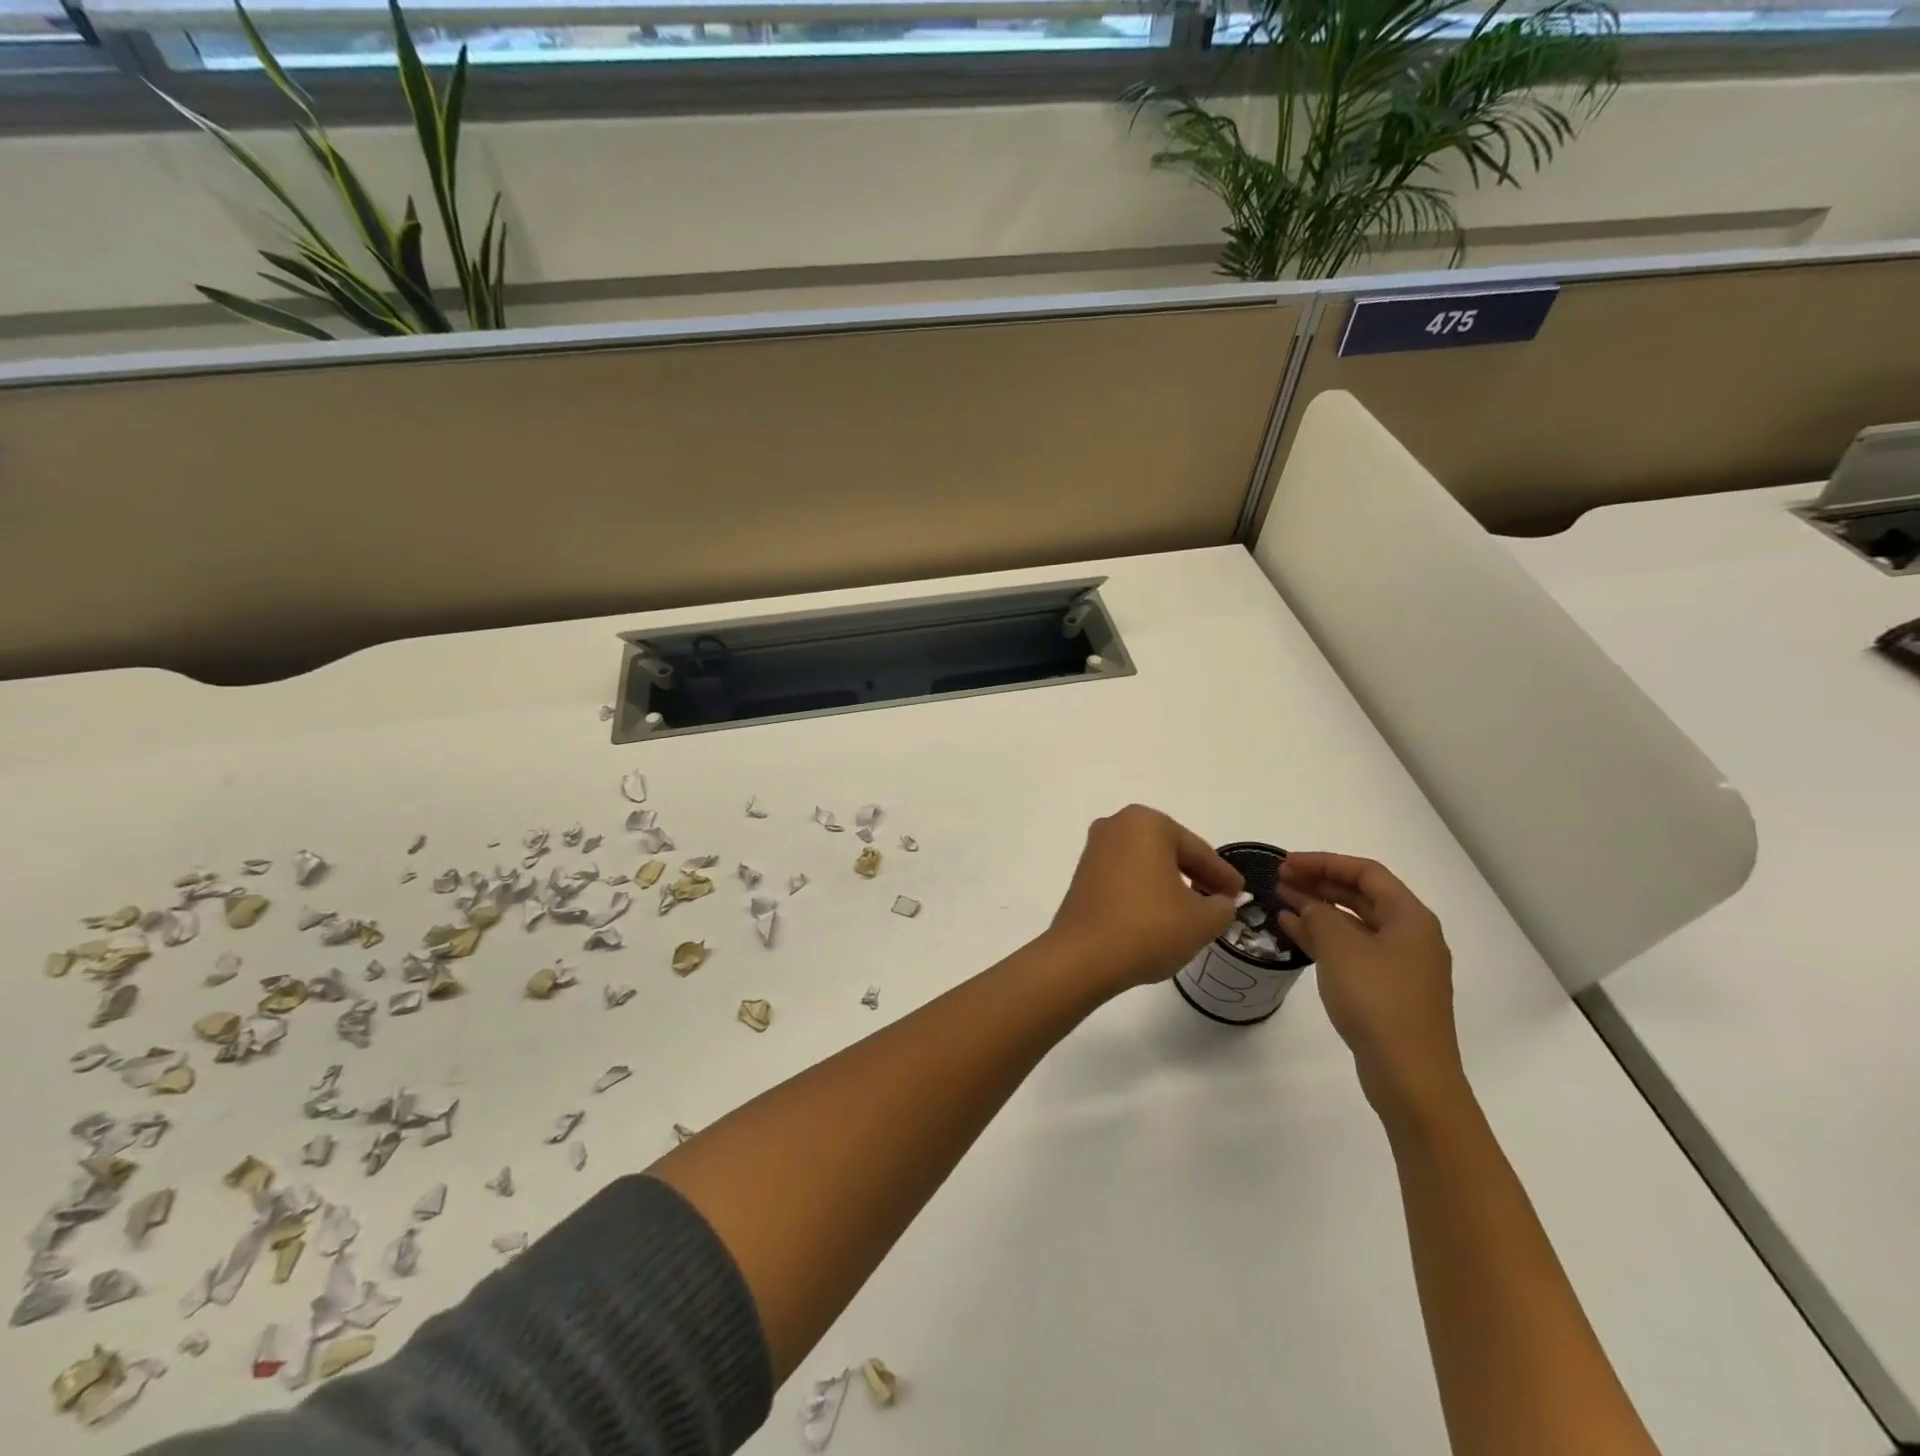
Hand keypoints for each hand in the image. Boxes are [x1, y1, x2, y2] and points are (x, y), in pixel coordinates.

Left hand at [1048, 806, 1242, 994]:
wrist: (1083, 957)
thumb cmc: (1149, 927)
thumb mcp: (1202, 920)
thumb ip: (1222, 906)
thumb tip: (1221, 902)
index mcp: (1147, 823)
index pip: (1197, 851)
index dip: (1223, 876)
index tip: (1240, 893)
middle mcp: (1116, 826)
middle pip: (1170, 852)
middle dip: (1196, 876)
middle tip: (1221, 901)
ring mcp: (1095, 850)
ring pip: (1147, 864)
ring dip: (1171, 884)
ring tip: (1194, 912)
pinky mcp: (1083, 874)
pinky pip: (1126, 877)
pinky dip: (1146, 891)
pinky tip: (1161, 915)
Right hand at [1276, 852, 1464, 1122]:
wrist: (1410, 1075)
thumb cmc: (1378, 1001)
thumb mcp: (1341, 948)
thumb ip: (1320, 916)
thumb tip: (1309, 907)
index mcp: (1410, 918)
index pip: (1366, 873)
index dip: (1324, 862)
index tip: (1286, 863)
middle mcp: (1410, 936)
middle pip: (1361, 895)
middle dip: (1319, 883)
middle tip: (1280, 879)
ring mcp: (1400, 965)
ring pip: (1354, 923)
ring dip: (1318, 909)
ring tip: (1280, 900)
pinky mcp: (1386, 989)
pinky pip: (1352, 949)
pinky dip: (1323, 937)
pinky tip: (1293, 932)